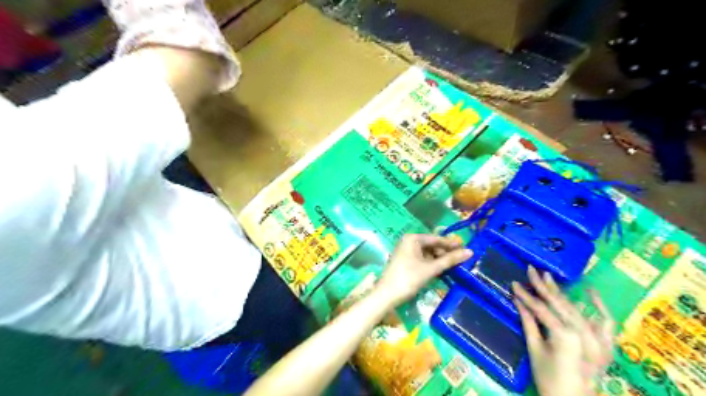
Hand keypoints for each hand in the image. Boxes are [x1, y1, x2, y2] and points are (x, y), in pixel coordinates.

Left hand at [377, 234, 469, 307]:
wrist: (386, 295)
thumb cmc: (409, 278)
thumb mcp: (431, 269)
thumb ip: (450, 260)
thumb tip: (470, 252)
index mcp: (413, 238)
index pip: (436, 239)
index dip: (452, 244)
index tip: (467, 249)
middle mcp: (408, 241)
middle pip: (431, 245)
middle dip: (445, 253)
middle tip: (462, 260)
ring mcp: (405, 251)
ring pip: (427, 253)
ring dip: (439, 259)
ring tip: (454, 266)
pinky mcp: (404, 261)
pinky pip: (422, 259)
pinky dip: (431, 264)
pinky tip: (441, 270)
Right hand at [513, 267, 612, 395]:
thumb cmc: (548, 379)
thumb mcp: (535, 349)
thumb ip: (528, 322)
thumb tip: (518, 300)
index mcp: (564, 336)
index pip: (542, 309)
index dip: (526, 295)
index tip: (514, 283)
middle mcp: (584, 334)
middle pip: (560, 304)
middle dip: (543, 286)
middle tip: (531, 270)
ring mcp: (599, 339)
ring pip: (576, 309)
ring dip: (561, 293)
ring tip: (548, 277)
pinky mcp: (606, 345)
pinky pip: (605, 322)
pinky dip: (599, 307)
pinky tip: (589, 292)